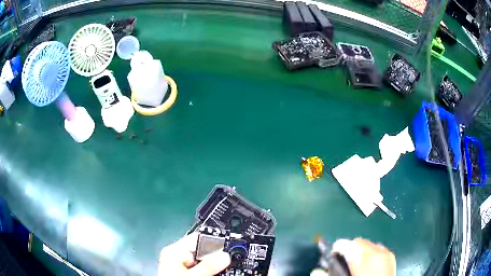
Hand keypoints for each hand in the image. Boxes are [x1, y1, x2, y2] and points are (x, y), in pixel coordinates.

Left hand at [158, 233, 230, 275]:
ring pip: (204, 262)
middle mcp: (178, 256)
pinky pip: (202, 269)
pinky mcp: (186, 273)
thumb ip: (208, 266)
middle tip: (233, 259)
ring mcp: (182, 266)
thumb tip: (226, 256)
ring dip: (216, 265)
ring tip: (229, 266)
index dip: (214, 241)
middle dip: (217, 256)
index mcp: (174, 251)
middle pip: (202, 251)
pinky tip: (220, 273)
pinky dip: (211, 271)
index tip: (231, 247)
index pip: (197, 239)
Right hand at [311, 238, 395, 275]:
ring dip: (360, 250)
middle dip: (349, 248)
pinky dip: (370, 253)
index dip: (337, 247)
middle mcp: (376, 251)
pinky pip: (377, 248)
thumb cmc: (365, 275)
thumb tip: (316, 270)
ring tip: (355, 263)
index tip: (332, 254)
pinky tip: (367, 264)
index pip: (347, 244)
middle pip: (358, 242)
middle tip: (343, 261)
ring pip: (368, 243)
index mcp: (363, 258)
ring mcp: (386, 252)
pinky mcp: (391, 256)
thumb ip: (330, 273)